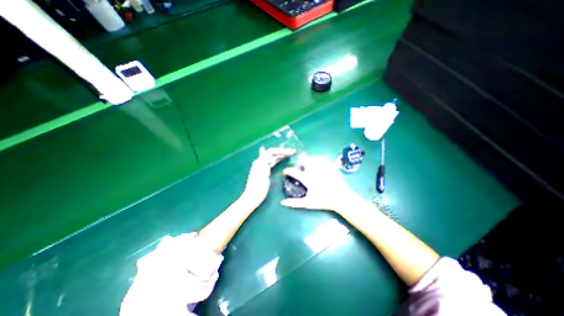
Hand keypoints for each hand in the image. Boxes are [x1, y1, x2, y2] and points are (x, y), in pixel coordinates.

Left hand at [242, 146, 295, 208]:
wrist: (253, 197)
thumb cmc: (258, 186)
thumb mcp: (261, 172)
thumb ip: (263, 159)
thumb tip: (262, 147)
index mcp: (260, 162)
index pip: (271, 152)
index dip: (281, 150)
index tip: (290, 152)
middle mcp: (261, 162)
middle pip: (273, 154)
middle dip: (282, 152)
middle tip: (293, 152)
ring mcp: (263, 167)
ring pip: (273, 159)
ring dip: (281, 156)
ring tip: (290, 155)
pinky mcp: (265, 172)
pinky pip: (272, 163)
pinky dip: (278, 161)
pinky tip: (281, 160)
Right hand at [278, 157, 360, 212]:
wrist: (342, 198)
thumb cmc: (324, 201)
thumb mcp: (308, 203)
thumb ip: (294, 203)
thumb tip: (282, 203)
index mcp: (307, 179)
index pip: (293, 171)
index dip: (287, 171)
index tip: (285, 172)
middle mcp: (314, 170)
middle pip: (303, 160)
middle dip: (299, 164)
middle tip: (300, 171)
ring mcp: (322, 167)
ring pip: (311, 158)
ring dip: (307, 162)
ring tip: (309, 170)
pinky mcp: (329, 166)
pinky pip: (320, 159)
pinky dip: (315, 162)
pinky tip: (317, 169)